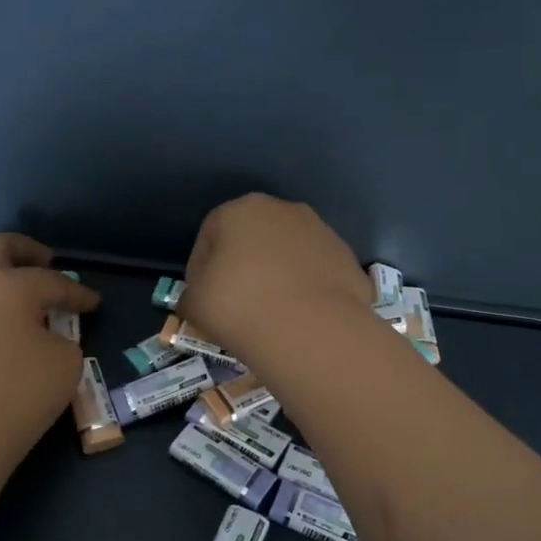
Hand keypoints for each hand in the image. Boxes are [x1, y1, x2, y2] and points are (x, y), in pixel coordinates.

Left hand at [0, 233, 99, 470]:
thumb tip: (46, 333)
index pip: (52, 280)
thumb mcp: (65, 363)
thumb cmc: (18, 395)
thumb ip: (62, 336)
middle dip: (26, 251)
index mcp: (7, 283)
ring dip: (0, 275)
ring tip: (24, 295)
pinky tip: (1, 323)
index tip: (94, 303)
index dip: (78, 292)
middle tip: (48, 262)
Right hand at [179, 195, 373, 361]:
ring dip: (278, 277)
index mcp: (241, 209)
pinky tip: (300, 319)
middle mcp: (285, 210)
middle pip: (253, 239)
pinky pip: (316, 275)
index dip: (201, 268)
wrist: (312, 331)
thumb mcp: (194, 303)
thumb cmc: (239, 306)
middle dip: (243, 266)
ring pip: (288, 255)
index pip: (210, 234)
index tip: (203, 297)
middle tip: (236, 305)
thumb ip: (191, 294)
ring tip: (271, 315)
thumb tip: (198, 299)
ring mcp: (323, 233)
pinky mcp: (348, 260)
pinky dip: (307, 291)